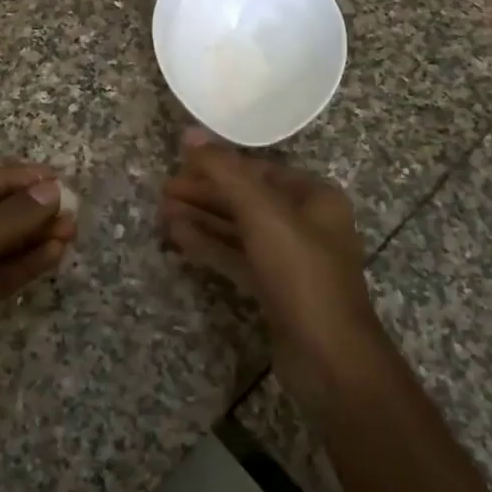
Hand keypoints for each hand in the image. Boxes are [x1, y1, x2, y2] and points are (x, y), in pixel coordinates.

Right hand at [159, 128, 383, 406]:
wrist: (330, 359)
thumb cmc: (301, 273)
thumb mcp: (261, 213)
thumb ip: (224, 170)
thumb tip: (188, 132)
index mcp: (314, 197)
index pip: (257, 171)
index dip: (217, 166)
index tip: (178, 166)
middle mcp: (306, 223)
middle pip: (246, 199)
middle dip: (204, 194)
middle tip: (162, 192)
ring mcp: (290, 259)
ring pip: (239, 230)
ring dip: (202, 220)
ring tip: (161, 214)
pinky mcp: (275, 290)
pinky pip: (238, 257)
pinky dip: (210, 246)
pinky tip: (178, 238)